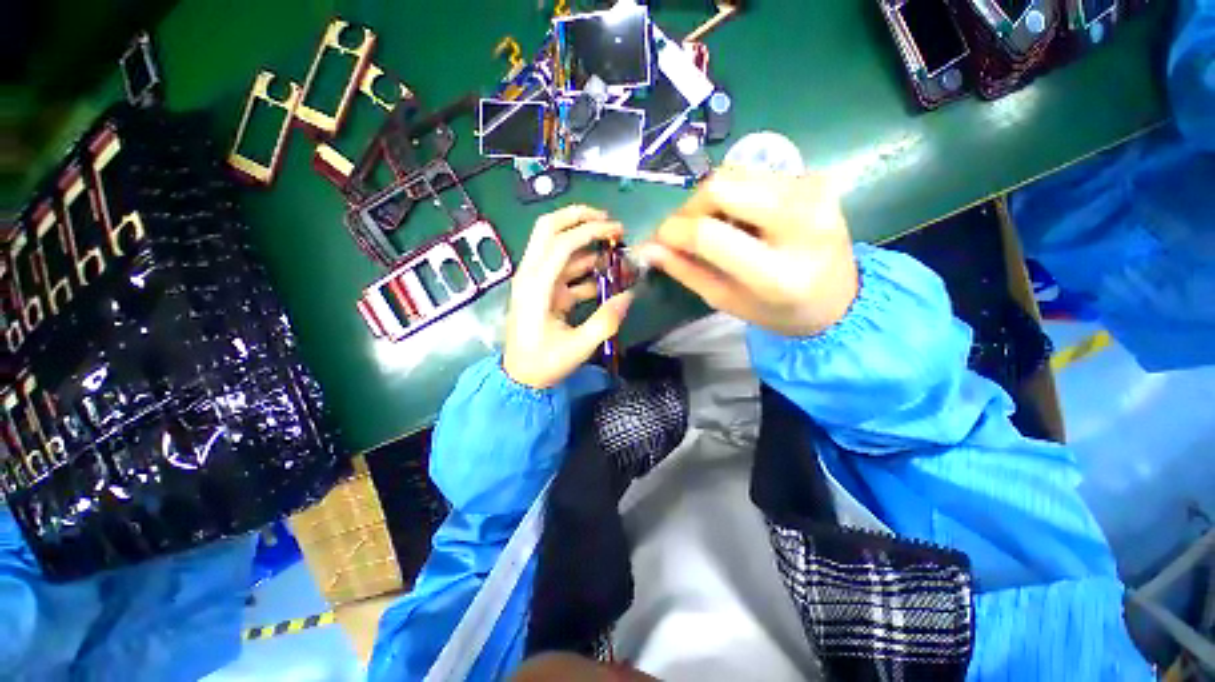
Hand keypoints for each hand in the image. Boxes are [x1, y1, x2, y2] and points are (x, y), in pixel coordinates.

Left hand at [503, 206, 634, 388]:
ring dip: (585, 244)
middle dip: (578, 218)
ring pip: (558, 248)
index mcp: (535, 286)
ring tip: (615, 250)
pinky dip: (584, 268)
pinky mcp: (543, 290)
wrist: (520, 379)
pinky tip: (606, 276)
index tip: (617, 231)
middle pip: (548, 230)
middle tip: (607, 220)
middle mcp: (531, 275)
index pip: (562, 244)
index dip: (590, 231)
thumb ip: (605, 320)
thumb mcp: (578, 347)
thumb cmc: (544, 363)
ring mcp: (536, 281)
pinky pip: (565, 270)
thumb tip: (629, 295)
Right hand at [640, 166, 857, 336]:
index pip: (709, 234)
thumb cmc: (778, 311)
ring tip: (713, 227)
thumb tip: (648, 248)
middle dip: (689, 207)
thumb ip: (686, 272)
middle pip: (720, 186)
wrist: (841, 298)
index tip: (658, 240)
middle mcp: (801, 222)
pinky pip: (753, 173)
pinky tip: (739, 218)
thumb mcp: (726, 301)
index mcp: (778, 272)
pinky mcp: (815, 178)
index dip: (673, 231)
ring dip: (710, 199)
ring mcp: (813, 192)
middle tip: (683, 232)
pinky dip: (733, 194)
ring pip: (734, 173)